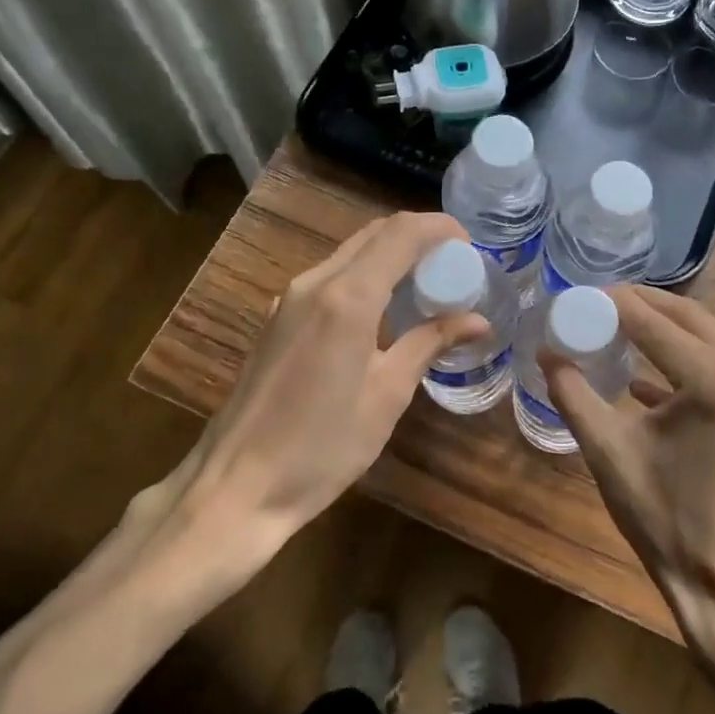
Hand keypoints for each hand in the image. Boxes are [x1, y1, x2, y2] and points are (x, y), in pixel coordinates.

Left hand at [127, 212, 486, 586]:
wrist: (237, 485)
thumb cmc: (322, 446)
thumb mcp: (387, 395)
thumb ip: (429, 344)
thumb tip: (477, 320)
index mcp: (347, 298)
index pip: (401, 233)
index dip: (440, 228)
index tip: (470, 245)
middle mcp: (314, 284)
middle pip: (374, 234)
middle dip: (418, 238)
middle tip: (454, 266)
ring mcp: (289, 299)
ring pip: (350, 254)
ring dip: (391, 256)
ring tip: (426, 287)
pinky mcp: (278, 319)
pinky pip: (330, 277)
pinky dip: (365, 276)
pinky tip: (384, 310)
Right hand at [545, 285, 714, 645]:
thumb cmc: (667, 522)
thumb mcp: (608, 453)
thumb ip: (573, 394)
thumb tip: (547, 353)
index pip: (651, 319)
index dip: (609, 303)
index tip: (574, 297)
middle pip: (688, 316)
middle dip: (638, 306)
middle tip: (593, 306)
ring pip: (708, 336)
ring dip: (663, 329)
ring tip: (613, 330)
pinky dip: (685, 361)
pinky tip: (645, 379)